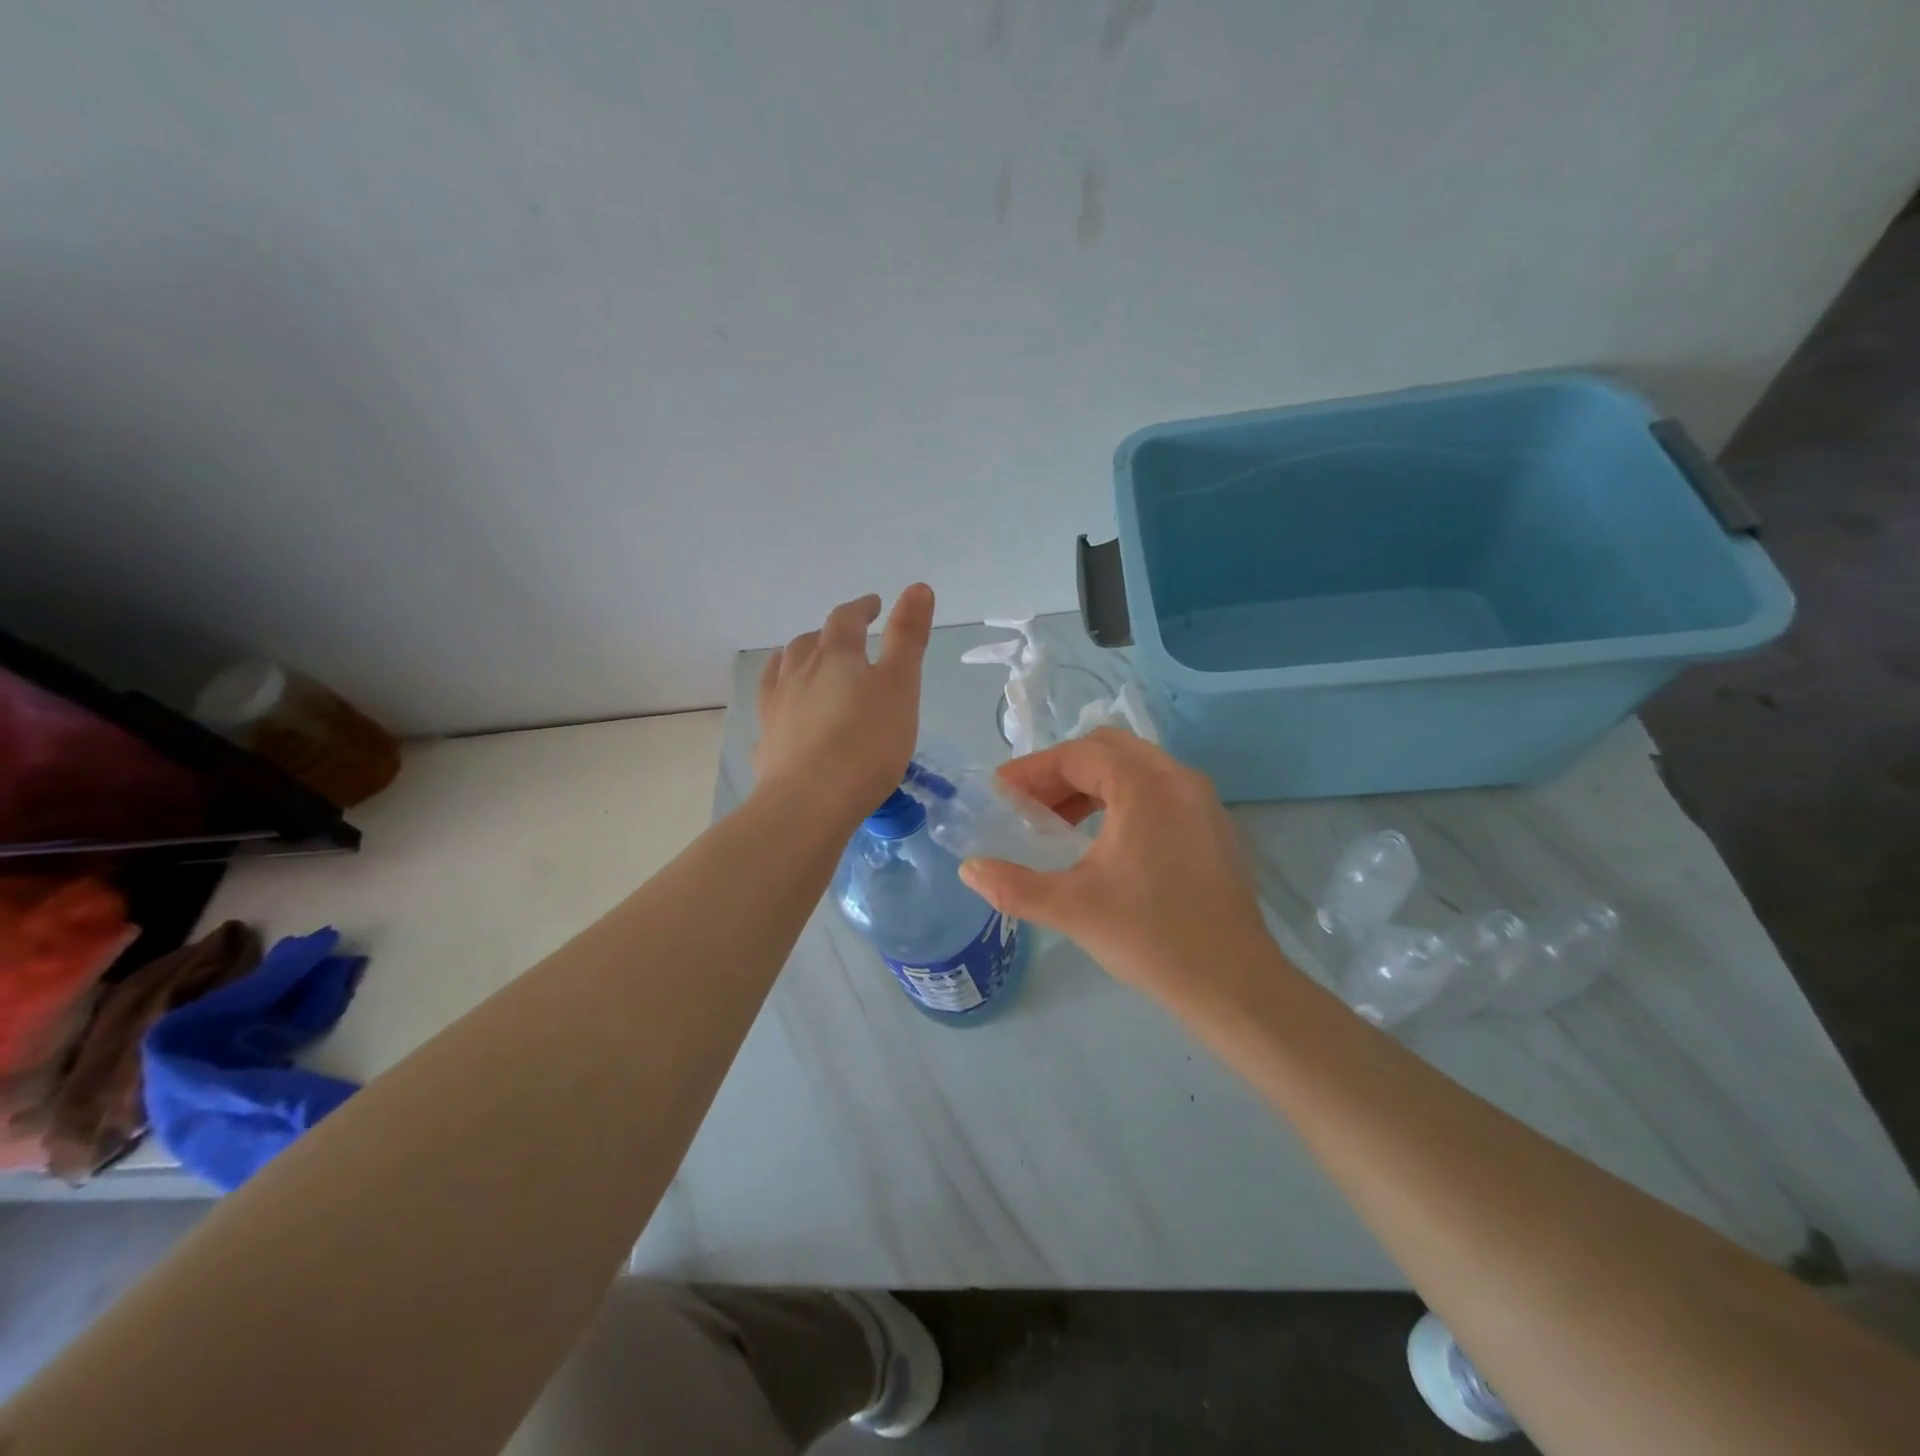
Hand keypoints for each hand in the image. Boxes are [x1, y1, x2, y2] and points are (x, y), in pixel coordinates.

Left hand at [753, 585, 933, 821]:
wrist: (810, 801)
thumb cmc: (867, 742)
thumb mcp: (901, 686)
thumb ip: (908, 637)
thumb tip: (917, 586)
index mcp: (835, 656)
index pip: (846, 619)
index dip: (861, 608)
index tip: (873, 605)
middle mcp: (798, 673)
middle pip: (809, 642)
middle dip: (828, 635)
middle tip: (845, 640)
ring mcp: (776, 707)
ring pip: (782, 670)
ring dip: (796, 660)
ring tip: (804, 662)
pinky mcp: (767, 741)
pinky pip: (769, 709)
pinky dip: (778, 700)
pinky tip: (781, 712)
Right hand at [959, 729, 1281, 1012]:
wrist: (1233, 984)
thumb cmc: (1150, 937)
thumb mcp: (1071, 908)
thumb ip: (1012, 885)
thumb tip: (969, 869)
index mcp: (1144, 785)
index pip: (1076, 755)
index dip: (1031, 770)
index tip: (1000, 793)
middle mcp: (1178, 778)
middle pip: (1107, 749)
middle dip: (1060, 771)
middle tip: (1027, 804)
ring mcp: (1202, 800)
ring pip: (1136, 768)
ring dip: (1091, 784)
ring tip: (1057, 821)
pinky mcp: (1214, 826)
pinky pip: (1159, 790)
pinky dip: (1122, 798)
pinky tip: (1103, 839)